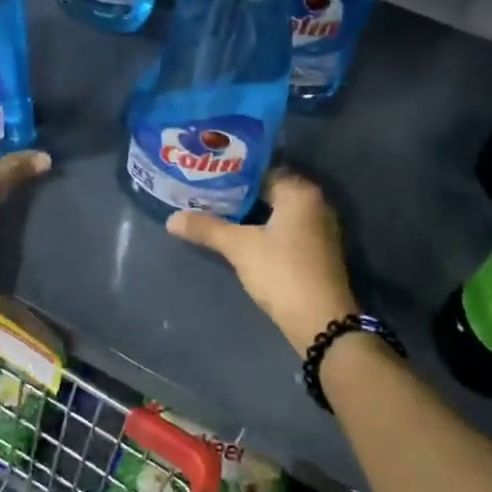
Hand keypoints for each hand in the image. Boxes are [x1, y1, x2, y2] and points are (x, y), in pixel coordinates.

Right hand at [166, 169, 358, 353]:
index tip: (207, 176)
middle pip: (270, 191)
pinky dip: (265, 230)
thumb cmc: (281, 272)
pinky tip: (242, 237)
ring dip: (252, 214)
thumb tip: (171, 219)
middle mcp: (315, 204)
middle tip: (206, 194)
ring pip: (278, 213)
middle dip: (239, 195)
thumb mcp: (239, 247)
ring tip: (217, 214)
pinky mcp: (317, 252)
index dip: (233, 174)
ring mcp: (319, 229)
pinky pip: (286, 230)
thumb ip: (206, 229)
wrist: (320, 321)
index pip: (262, 170)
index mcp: (300, 192)